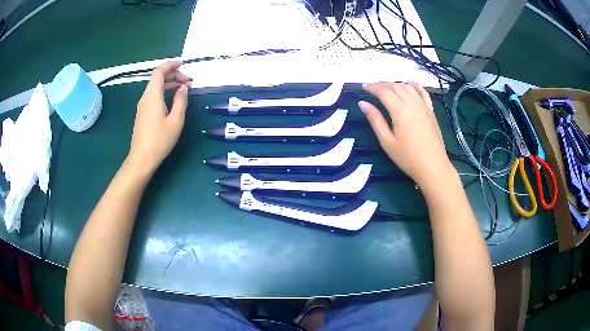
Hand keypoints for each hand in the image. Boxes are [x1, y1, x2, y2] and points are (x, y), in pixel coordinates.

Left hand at [128, 61, 190, 173]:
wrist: (142, 158)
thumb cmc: (160, 140)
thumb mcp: (176, 121)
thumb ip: (181, 101)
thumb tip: (183, 88)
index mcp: (153, 96)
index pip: (159, 72)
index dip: (170, 65)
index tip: (183, 64)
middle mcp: (145, 97)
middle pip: (158, 78)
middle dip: (174, 75)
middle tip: (189, 82)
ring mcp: (142, 106)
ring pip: (155, 87)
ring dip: (169, 84)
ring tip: (184, 89)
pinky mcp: (142, 113)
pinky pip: (153, 95)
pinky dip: (164, 92)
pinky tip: (173, 99)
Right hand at [359, 82, 453, 186]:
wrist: (433, 167)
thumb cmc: (408, 158)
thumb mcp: (387, 142)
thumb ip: (375, 120)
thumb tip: (363, 103)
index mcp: (400, 111)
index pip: (384, 92)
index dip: (372, 87)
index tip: (364, 87)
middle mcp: (413, 104)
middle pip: (396, 86)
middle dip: (382, 84)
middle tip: (372, 88)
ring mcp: (424, 106)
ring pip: (408, 87)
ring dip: (396, 84)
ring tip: (387, 88)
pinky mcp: (431, 111)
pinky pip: (423, 92)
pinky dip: (414, 85)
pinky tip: (409, 83)